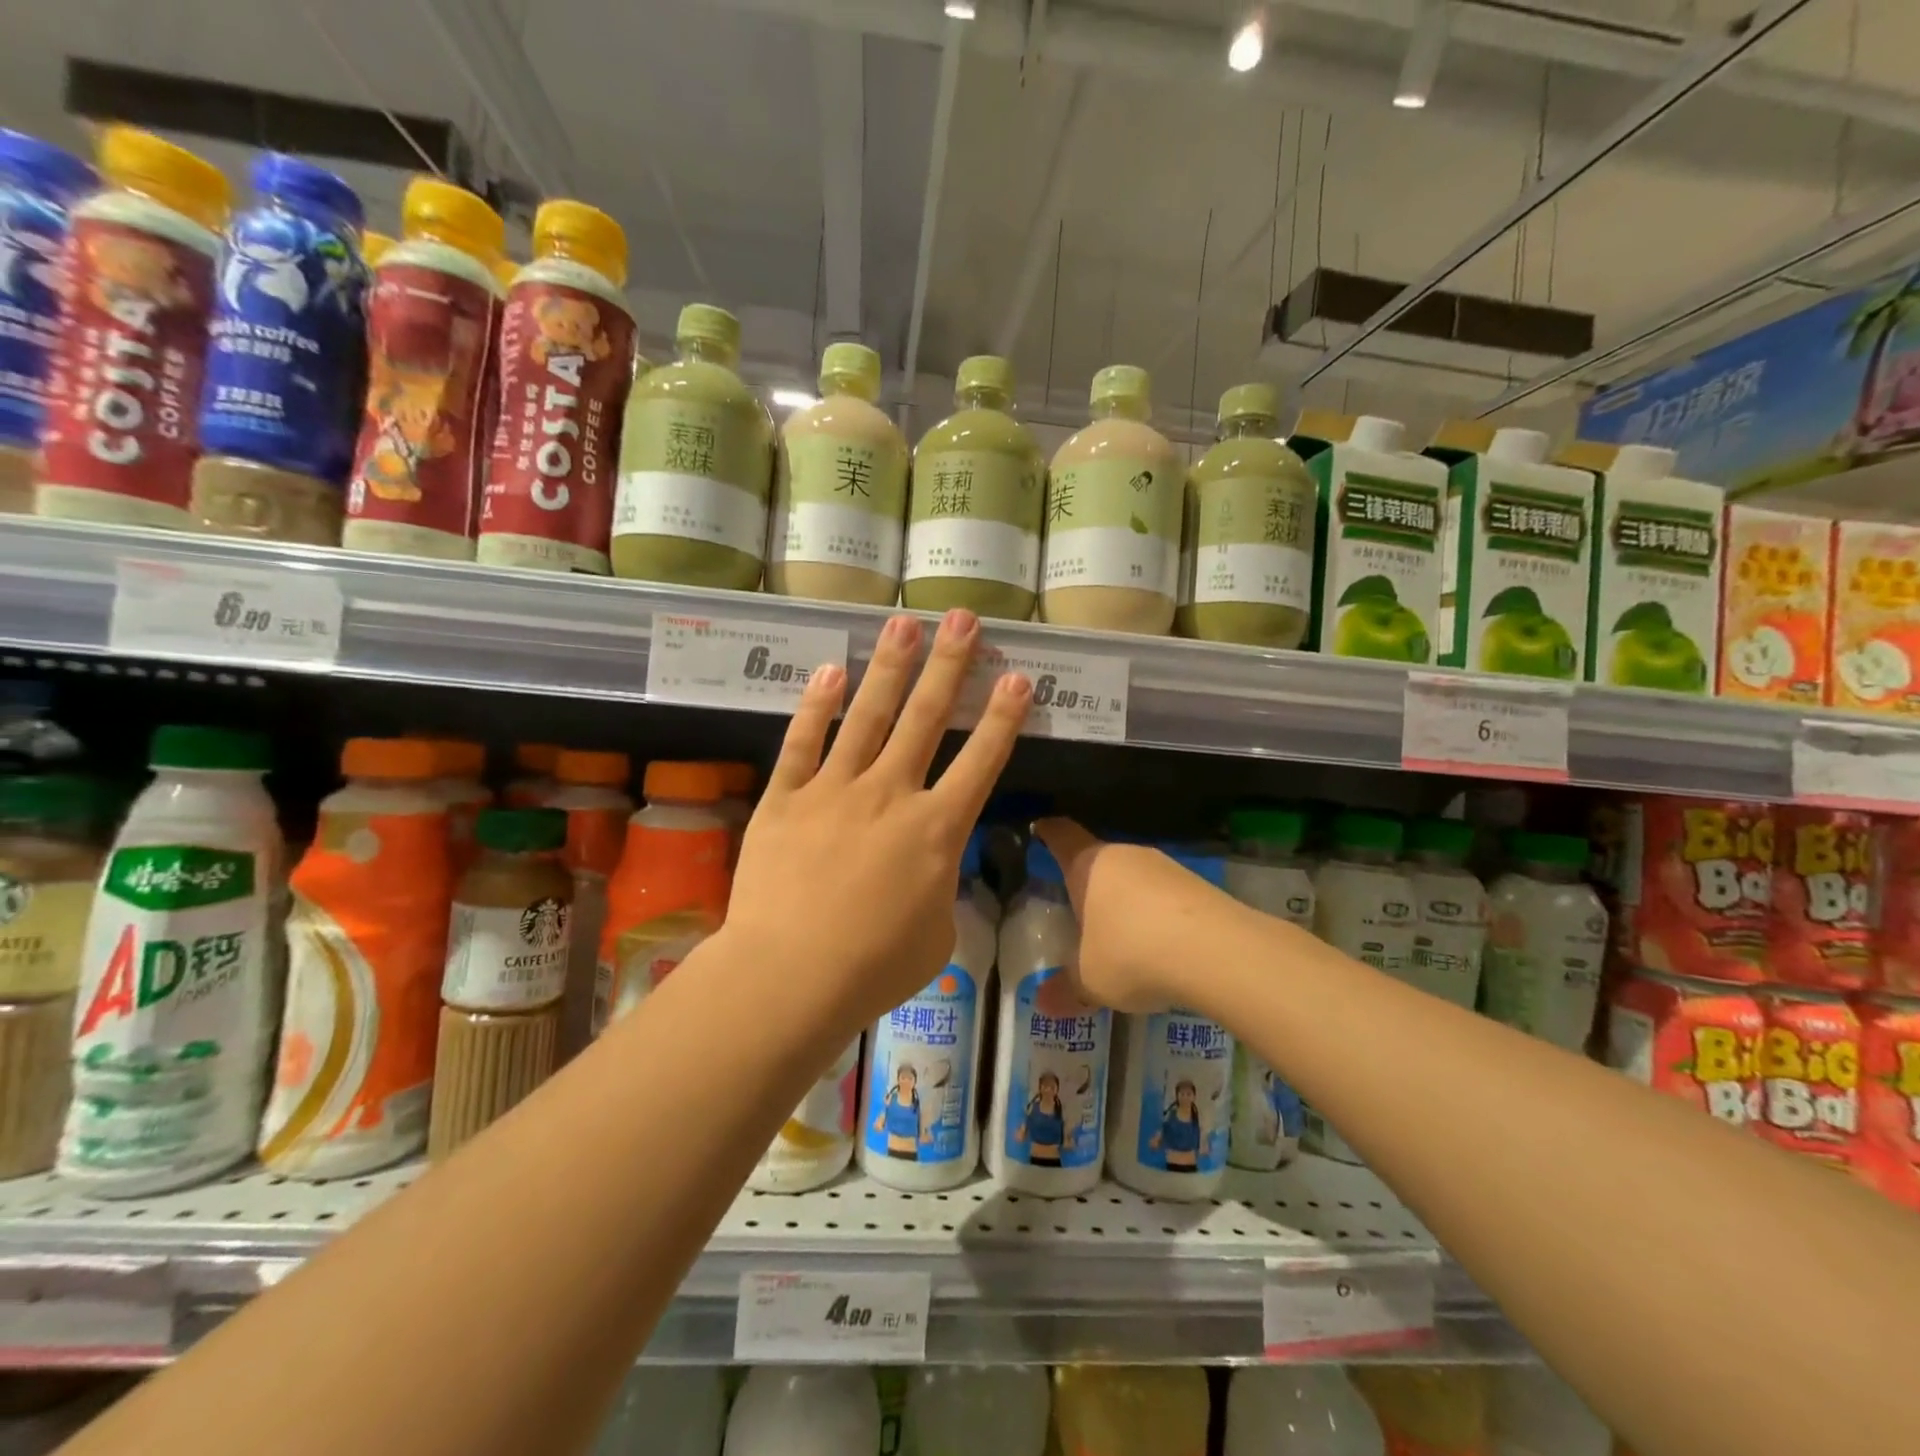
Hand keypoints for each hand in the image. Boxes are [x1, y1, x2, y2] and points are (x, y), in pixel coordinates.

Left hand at [725, 610, 1031, 1029]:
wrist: (790, 976)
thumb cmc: (874, 968)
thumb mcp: (936, 934)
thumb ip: (939, 887)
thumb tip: (929, 866)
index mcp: (936, 830)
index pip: (981, 761)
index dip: (1002, 717)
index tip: (1017, 676)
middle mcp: (890, 794)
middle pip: (925, 718)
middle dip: (949, 664)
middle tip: (962, 619)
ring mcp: (834, 790)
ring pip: (867, 715)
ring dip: (888, 667)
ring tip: (902, 623)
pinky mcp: (786, 798)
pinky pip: (802, 741)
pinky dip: (817, 705)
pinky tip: (830, 670)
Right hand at [1034, 818, 1245, 1012]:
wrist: (1218, 951)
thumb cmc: (1132, 953)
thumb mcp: (1090, 980)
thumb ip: (1066, 990)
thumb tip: (1042, 1003)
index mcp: (1088, 865)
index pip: (1061, 835)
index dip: (1048, 832)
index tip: (1040, 829)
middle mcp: (1125, 855)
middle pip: (1099, 859)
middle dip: (1089, 882)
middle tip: (1079, 911)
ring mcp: (1165, 867)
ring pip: (1135, 878)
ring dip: (1126, 902)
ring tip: (1122, 939)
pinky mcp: (1199, 885)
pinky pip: (1165, 896)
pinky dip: (1158, 916)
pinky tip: (1161, 948)